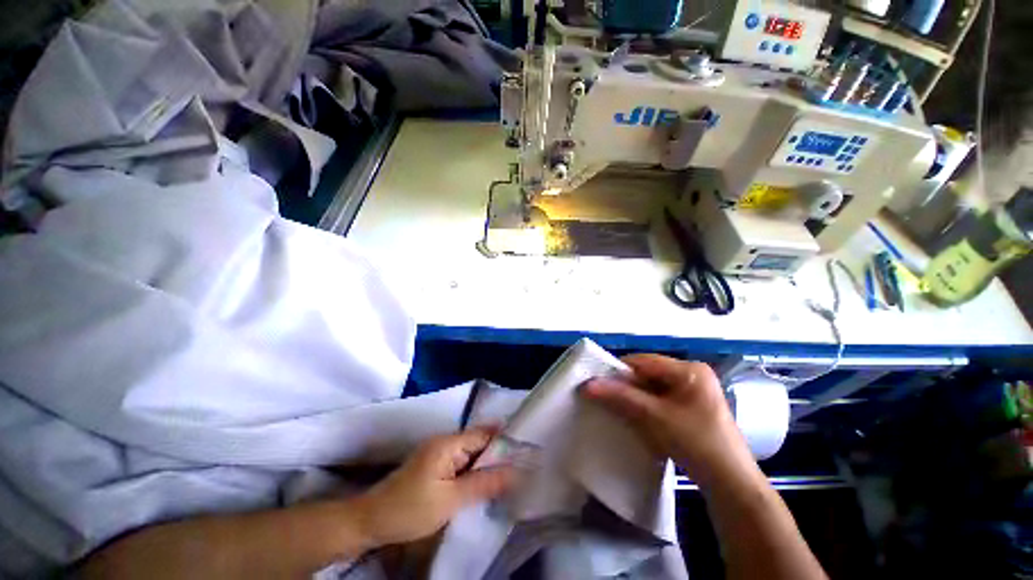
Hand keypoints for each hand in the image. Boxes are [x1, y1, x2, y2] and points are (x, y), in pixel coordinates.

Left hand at [353, 426, 514, 547]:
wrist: (370, 521)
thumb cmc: (410, 509)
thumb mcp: (450, 500)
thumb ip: (483, 484)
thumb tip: (516, 471)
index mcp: (448, 443)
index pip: (484, 434)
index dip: (506, 440)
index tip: (528, 448)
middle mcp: (445, 442)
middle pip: (479, 442)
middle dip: (499, 454)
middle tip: (524, 467)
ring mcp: (439, 453)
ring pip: (471, 454)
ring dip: (487, 464)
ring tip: (512, 475)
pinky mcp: (435, 466)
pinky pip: (462, 463)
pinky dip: (475, 471)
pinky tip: (486, 482)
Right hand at [580, 354, 753, 485]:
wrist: (731, 486)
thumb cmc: (696, 443)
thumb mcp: (654, 417)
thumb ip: (621, 397)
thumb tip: (587, 385)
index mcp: (689, 370)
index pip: (644, 361)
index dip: (618, 370)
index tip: (597, 382)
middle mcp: (692, 375)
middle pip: (648, 374)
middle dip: (626, 386)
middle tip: (605, 397)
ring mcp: (694, 392)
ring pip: (652, 388)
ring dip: (634, 398)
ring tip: (617, 408)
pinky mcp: (692, 408)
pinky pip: (661, 400)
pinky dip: (646, 407)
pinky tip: (636, 418)